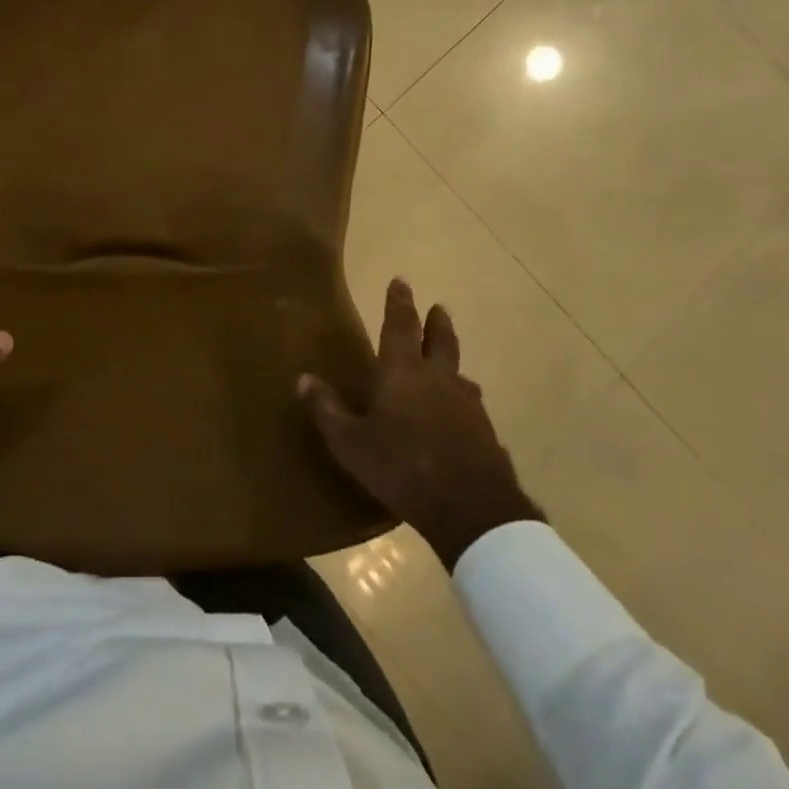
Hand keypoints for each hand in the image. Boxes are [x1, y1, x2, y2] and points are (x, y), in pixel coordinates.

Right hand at [300, 278, 543, 568]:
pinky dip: (461, 397)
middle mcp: (437, 378)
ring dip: (451, 359)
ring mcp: (466, 404)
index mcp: (403, 372)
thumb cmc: (401, 466)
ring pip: (459, 372)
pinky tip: (461, 412)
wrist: (470, 508)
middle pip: (440, 340)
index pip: (400, 326)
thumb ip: (327, 409)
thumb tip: (303, 378)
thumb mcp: (350, 442)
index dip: (399, 303)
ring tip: (448, 361)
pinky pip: (471, 404)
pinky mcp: (484, 431)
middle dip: (436, 322)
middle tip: (437, 308)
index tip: (401, 281)